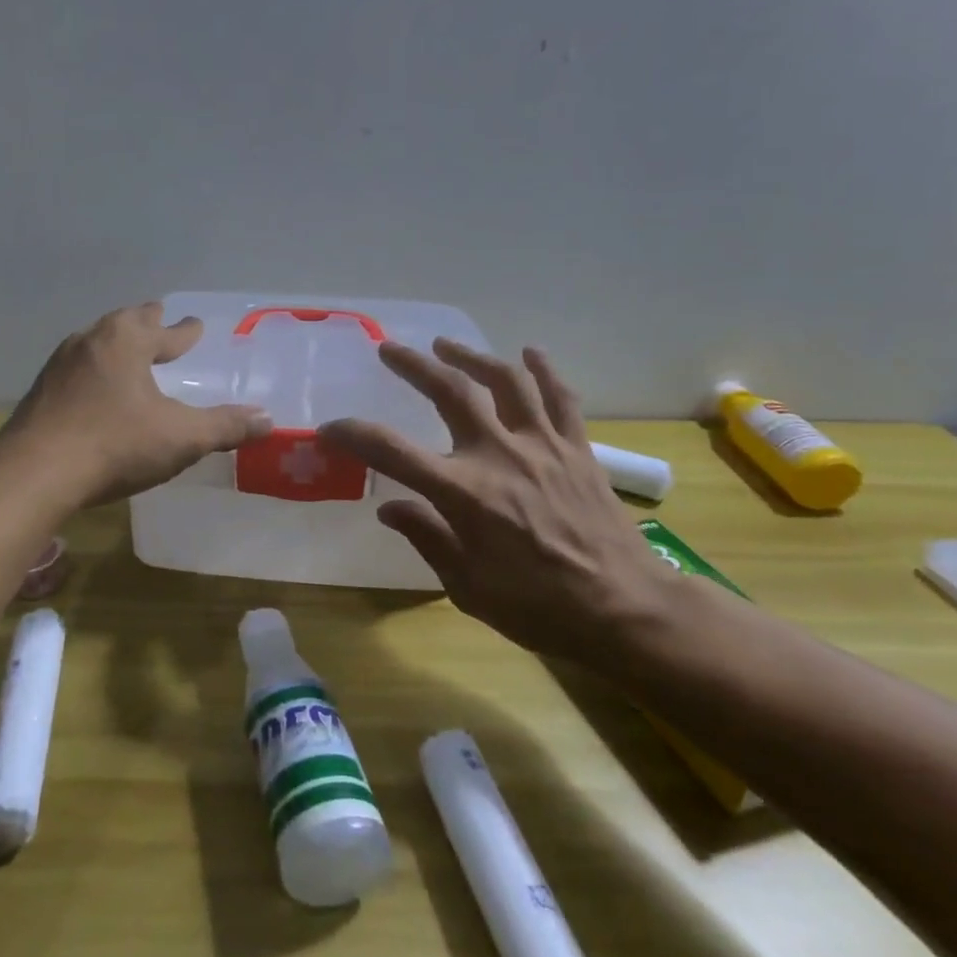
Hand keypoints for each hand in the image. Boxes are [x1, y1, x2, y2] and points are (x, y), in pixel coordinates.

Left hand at [0, 303, 271, 505]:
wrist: (35, 473)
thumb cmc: (115, 444)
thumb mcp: (181, 437)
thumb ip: (224, 427)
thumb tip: (267, 420)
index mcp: (126, 341)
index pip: (164, 330)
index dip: (183, 331)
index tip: (194, 325)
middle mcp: (91, 342)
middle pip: (124, 323)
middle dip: (146, 322)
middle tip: (159, 319)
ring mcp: (59, 366)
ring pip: (96, 343)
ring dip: (116, 344)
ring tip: (128, 352)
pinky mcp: (40, 392)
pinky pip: (76, 369)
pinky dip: (94, 370)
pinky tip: (95, 389)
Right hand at [319, 339, 677, 662]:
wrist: (625, 610)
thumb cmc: (538, 607)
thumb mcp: (467, 586)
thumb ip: (426, 538)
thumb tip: (389, 507)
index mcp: (464, 493)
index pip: (392, 451)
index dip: (353, 435)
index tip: (330, 428)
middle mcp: (499, 455)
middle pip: (451, 391)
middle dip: (414, 366)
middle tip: (389, 350)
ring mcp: (542, 445)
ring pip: (505, 380)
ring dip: (472, 356)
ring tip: (446, 346)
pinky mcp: (577, 448)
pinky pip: (560, 397)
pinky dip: (543, 370)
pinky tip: (529, 353)